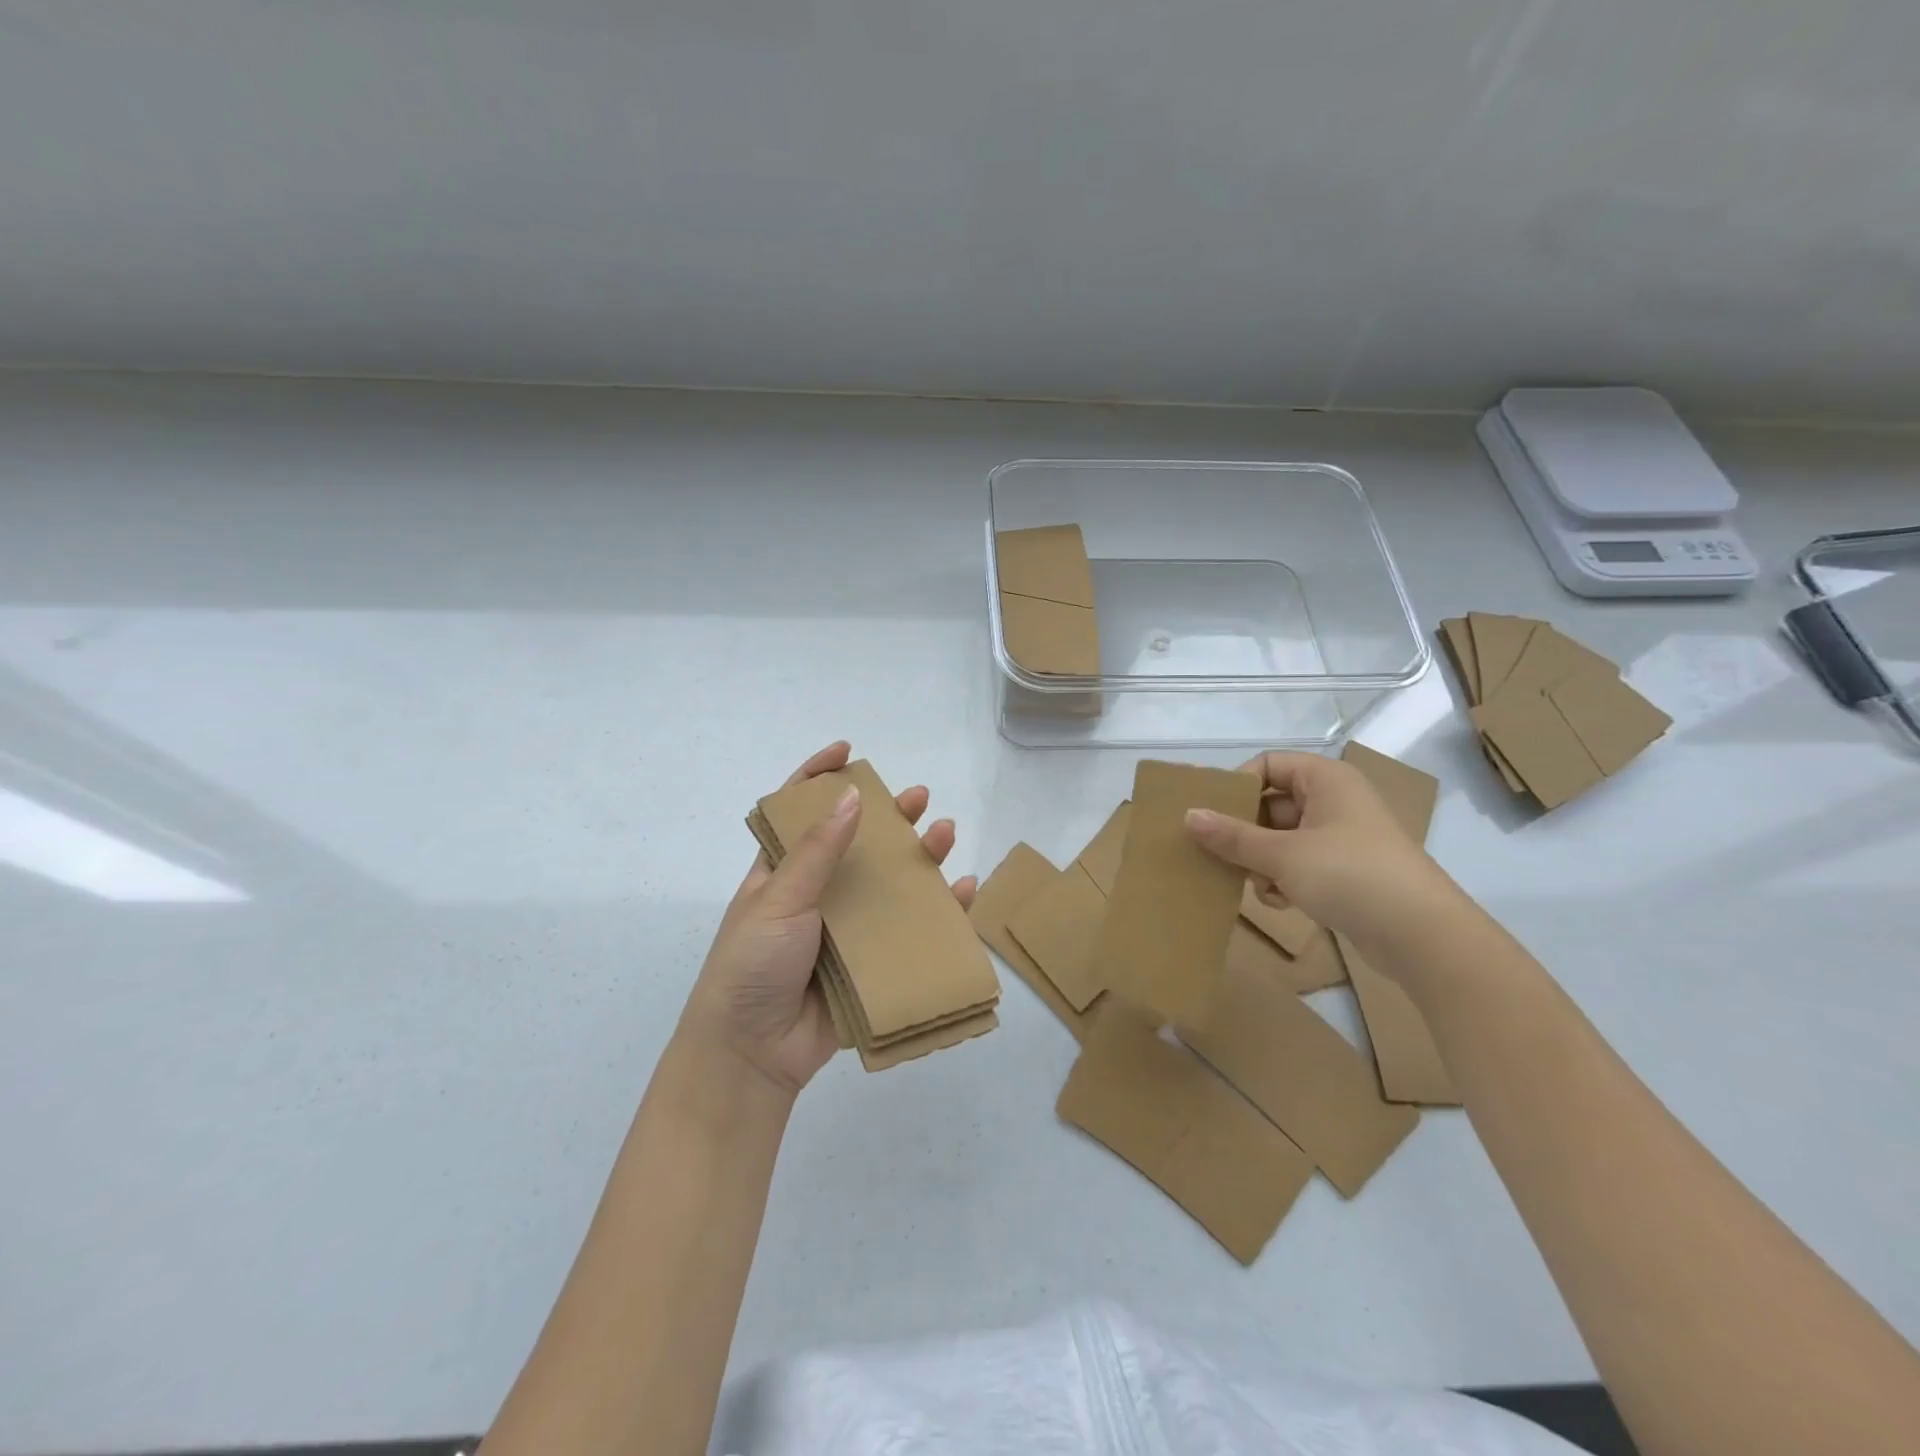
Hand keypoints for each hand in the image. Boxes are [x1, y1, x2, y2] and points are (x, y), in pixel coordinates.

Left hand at [680, 741, 976, 1094]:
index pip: (800, 811)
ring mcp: (846, 928)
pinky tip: (963, 891)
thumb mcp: (778, 900)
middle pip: (858, 843)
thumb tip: (849, 796)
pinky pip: (910, 930)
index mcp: (783, 872)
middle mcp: (817, 893)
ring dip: (919, 857)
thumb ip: (816, 852)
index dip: (819, 776)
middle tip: (917, 798)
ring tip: (944, 834)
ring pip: (890, 883)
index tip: (847, 751)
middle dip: (888, 816)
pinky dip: (939, 911)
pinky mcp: (871, 963)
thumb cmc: (752, 964)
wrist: (752, 1053)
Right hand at [1185, 750, 1462, 950]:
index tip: (1213, 816)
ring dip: (1263, 862)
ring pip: (1283, 838)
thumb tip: (1188, 815)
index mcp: (1326, 780)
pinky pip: (1301, 864)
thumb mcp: (1282, 855)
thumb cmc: (1350, 875)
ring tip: (1259, 886)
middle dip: (1247, 833)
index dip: (1239, 786)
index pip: (1269, 764)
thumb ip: (1232, 836)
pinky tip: (1282, 902)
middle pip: (1272, 804)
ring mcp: (1342, 838)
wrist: (1422, 936)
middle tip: (1223, 856)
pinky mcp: (1347, 872)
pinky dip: (1285, 880)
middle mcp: (1335, 801)